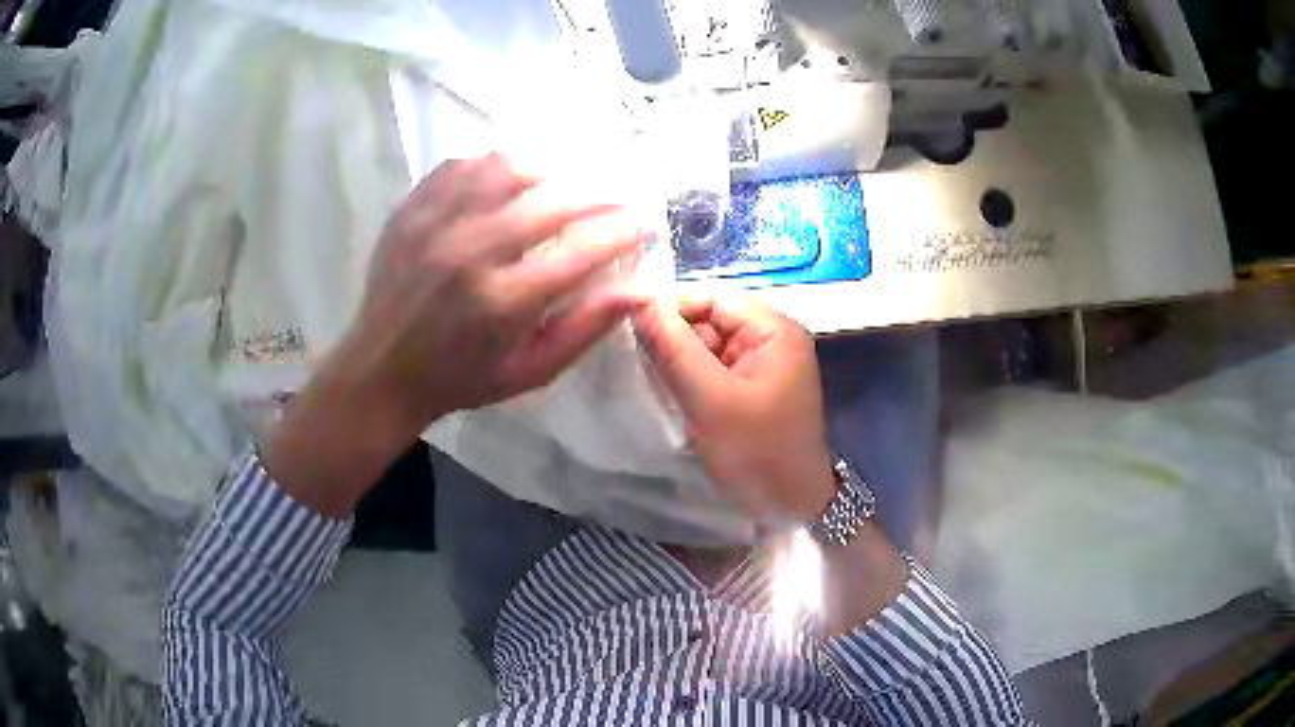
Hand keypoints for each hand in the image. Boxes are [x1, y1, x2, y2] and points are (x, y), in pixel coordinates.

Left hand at [266, 154, 645, 516]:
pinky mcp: (410, 210)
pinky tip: (507, 180)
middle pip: (550, 202)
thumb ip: (586, 328)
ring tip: (562, 185)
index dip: (622, 230)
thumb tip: (642, 287)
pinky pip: (461, 166)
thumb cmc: (462, 378)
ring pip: (505, 170)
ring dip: (547, 173)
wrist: (381, 370)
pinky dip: (493, 166)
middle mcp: (468, 254)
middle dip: (597, 196)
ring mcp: (434, 225)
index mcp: (502, 303)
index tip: (643, 221)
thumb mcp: (531, 371)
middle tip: (614, 199)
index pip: (582, 250)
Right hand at [632, 295, 835, 523]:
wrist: (791, 507)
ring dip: (677, 358)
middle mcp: (771, 338)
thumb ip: (674, 348)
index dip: (670, 306)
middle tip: (630, 353)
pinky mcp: (751, 388)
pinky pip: (713, 368)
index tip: (626, 322)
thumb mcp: (712, 400)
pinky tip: (667, 390)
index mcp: (774, 329)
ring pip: (707, 345)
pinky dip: (689, 376)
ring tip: (644, 373)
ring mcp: (762, 364)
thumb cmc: (758, 452)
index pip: (713, 296)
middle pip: (710, 319)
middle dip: (672, 335)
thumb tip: (638, 302)